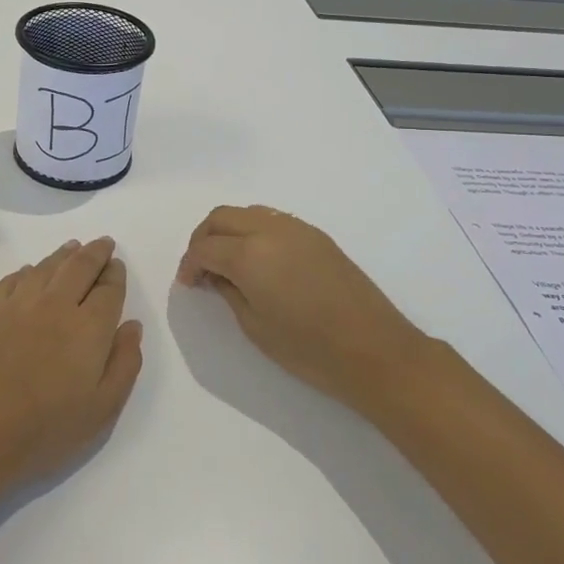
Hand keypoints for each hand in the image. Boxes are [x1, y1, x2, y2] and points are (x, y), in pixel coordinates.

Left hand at [0, 237, 142, 493]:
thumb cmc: (45, 429)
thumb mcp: (103, 409)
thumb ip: (125, 363)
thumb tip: (131, 325)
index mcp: (89, 327)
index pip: (109, 288)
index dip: (116, 274)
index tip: (118, 266)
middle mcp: (56, 304)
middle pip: (80, 266)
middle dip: (95, 252)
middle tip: (102, 244)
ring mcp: (18, 303)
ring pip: (46, 266)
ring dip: (64, 254)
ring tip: (72, 247)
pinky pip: (13, 279)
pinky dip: (28, 271)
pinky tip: (30, 272)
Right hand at [177, 206, 431, 410]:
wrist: (375, 351)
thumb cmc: (309, 349)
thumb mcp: (255, 326)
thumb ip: (228, 292)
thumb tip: (215, 275)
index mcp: (249, 254)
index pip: (204, 246)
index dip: (189, 263)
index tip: (188, 284)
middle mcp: (270, 230)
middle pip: (222, 217)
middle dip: (203, 238)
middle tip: (201, 268)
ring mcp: (297, 229)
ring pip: (248, 213)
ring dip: (229, 231)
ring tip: (227, 263)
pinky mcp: (317, 236)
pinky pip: (273, 220)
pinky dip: (254, 231)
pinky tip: (258, 260)